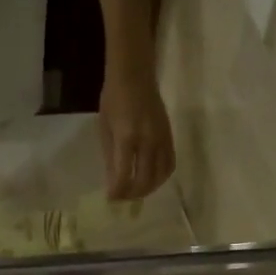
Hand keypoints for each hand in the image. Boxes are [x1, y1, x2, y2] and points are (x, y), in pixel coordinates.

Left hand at [98, 67, 174, 200]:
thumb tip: (113, 184)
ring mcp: (162, 139)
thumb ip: (110, 158)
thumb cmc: (113, 99)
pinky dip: (161, 176)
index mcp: (127, 138)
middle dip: (133, 194)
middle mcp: (148, 141)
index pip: (124, 175)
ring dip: (149, 188)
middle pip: (145, 180)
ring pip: (161, 175)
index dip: (118, 192)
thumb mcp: (105, 129)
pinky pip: (170, 164)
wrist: (135, 74)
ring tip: (137, 191)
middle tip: (124, 198)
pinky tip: (151, 179)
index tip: (111, 199)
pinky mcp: (170, 136)